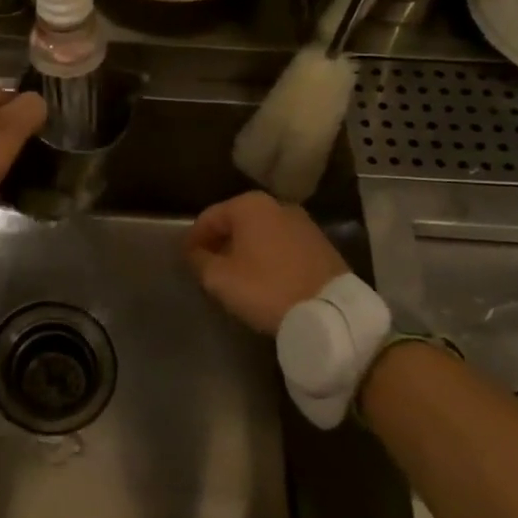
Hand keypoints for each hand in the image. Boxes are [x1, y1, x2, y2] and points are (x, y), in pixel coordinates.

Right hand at [186, 191, 351, 335]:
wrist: (330, 311)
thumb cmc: (266, 288)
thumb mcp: (220, 278)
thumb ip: (199, 261)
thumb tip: (194, 252)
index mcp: (249, 206)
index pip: (209, 217)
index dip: (193, 238)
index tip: (186, 259)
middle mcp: (277, 205)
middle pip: (237, 222)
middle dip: (220, 242)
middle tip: (209, 267)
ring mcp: (303, 223)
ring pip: (261, 233)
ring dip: (245, 249)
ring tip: (236, 275)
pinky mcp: (321, 244)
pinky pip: (283, 245)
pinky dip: (268, 256)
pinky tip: (265, 279)